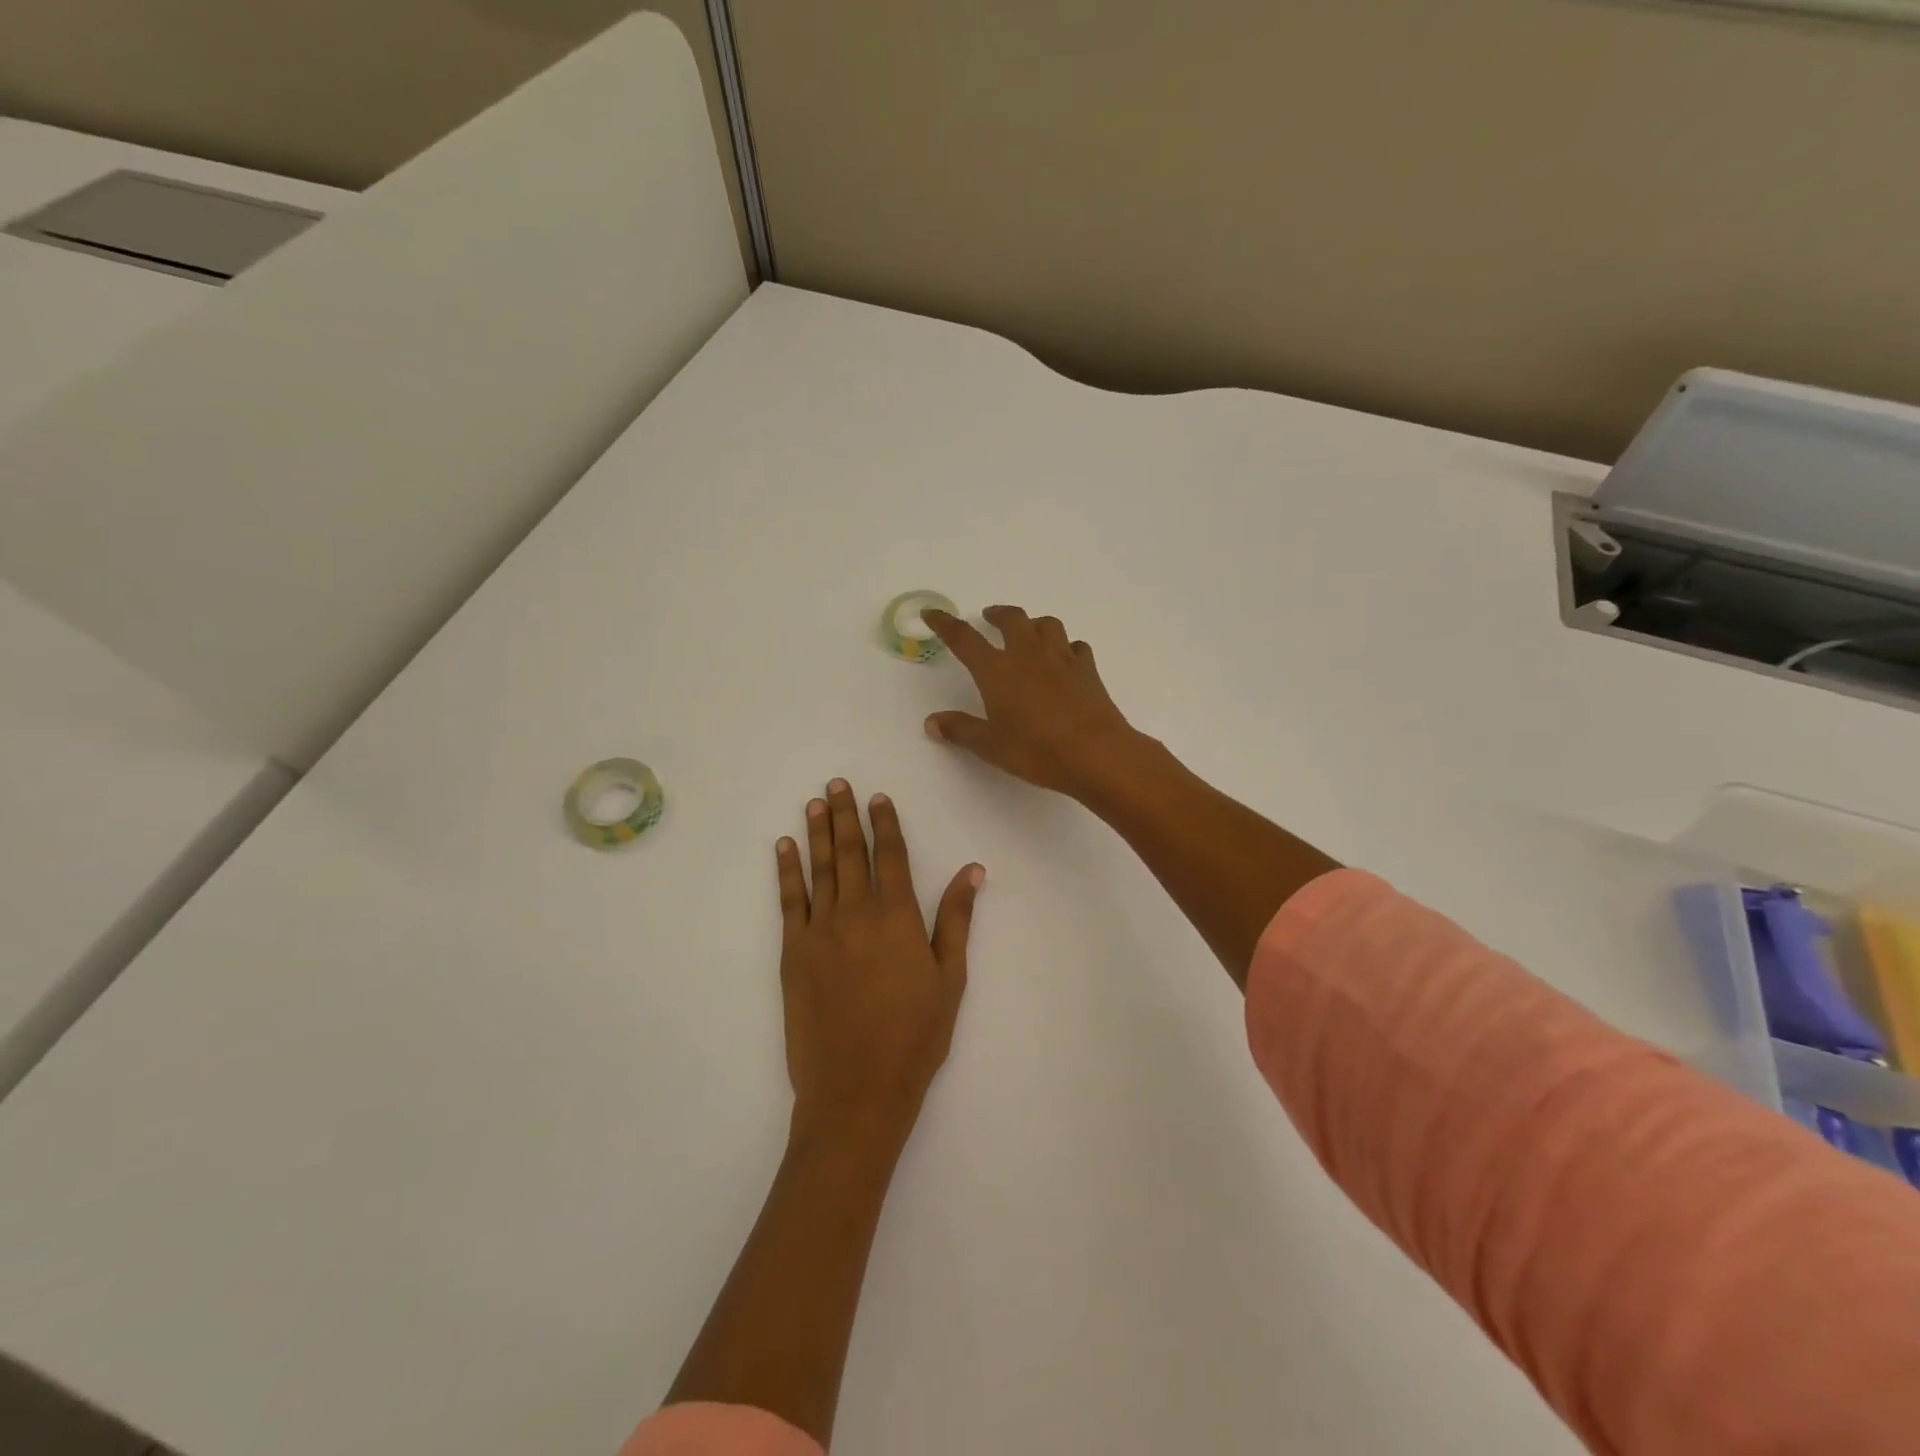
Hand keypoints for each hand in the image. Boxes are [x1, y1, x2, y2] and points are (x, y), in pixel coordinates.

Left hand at [776, 780, 983, 1150]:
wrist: (857, 1088)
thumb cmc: (915, 1036)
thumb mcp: (950, 978)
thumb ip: (956, 919)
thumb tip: (972, 870)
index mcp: (897, 917)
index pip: (890, 855)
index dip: (884, 823)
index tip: (878, 797)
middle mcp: (856, 912)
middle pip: (850, 853)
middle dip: (844, 815)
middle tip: (836, 784)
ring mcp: (820, 931)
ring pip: (819, 869)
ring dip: (816, 833)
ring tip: (814, 804)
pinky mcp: (792, 953)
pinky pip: (789, 901)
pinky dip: (787, 871)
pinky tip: (784, 849)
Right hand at [923, 605, 1143, 800]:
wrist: (1095, 753)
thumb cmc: (1036, 750)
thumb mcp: (990, 746)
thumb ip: (961, 730)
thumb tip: (932, 722)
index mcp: (997, 670)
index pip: (964, 638)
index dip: (945, 623)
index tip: (932, 613)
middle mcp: (1028, 653)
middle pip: (1012, 619)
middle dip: (997, 614)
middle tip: (989, 617)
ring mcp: (1061, 657)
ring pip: (1046, 624)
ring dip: (1033, 623)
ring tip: (1027, 633)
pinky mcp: (1087, 669)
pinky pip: (1075, 646)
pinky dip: (1065, 647)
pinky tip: (1064, 659)